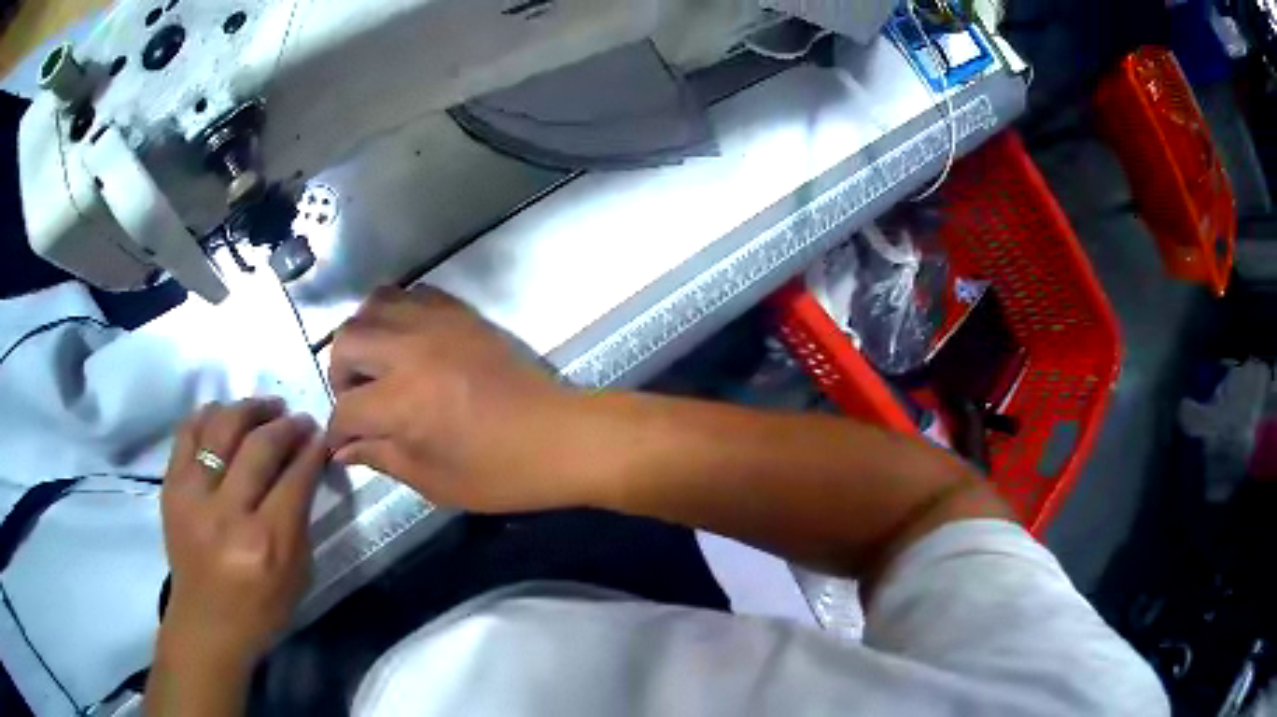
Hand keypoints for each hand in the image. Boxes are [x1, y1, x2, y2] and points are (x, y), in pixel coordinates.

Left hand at [158, 398, 324, 669]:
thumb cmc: (261, 608)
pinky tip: (227, 414)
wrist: (206, 622)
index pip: (294, 479)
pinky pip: (188, 432)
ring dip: (249, 409)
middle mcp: (226, 514)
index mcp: (265, 543)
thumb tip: (306, 467)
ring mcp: (192, 496)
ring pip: (222, 427)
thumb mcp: (297, 575)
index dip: (312, 450)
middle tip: (299, 419)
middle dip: (286, 425)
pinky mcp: (170, 487)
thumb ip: (300, 519)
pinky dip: (210, 414)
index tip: (322, 435)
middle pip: (259, 446)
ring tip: (267, 408)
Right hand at [327, 287, 598, 512]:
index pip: (346, 409)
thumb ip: (381, 458)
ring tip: (377, 366)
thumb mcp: (434, 480)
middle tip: (357, 401)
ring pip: (375, 304)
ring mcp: (439, 324)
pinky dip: (398, 312)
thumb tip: (344, 450)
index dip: (337, 432)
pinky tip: (407, 342)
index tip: (341, 444)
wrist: (562, 437)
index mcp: (402, 401)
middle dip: (340, 374)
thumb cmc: (500, 472)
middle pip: (347, 341)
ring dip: (364, 335)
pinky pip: (414, 294)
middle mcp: (411, 351)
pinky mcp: (463, 313)